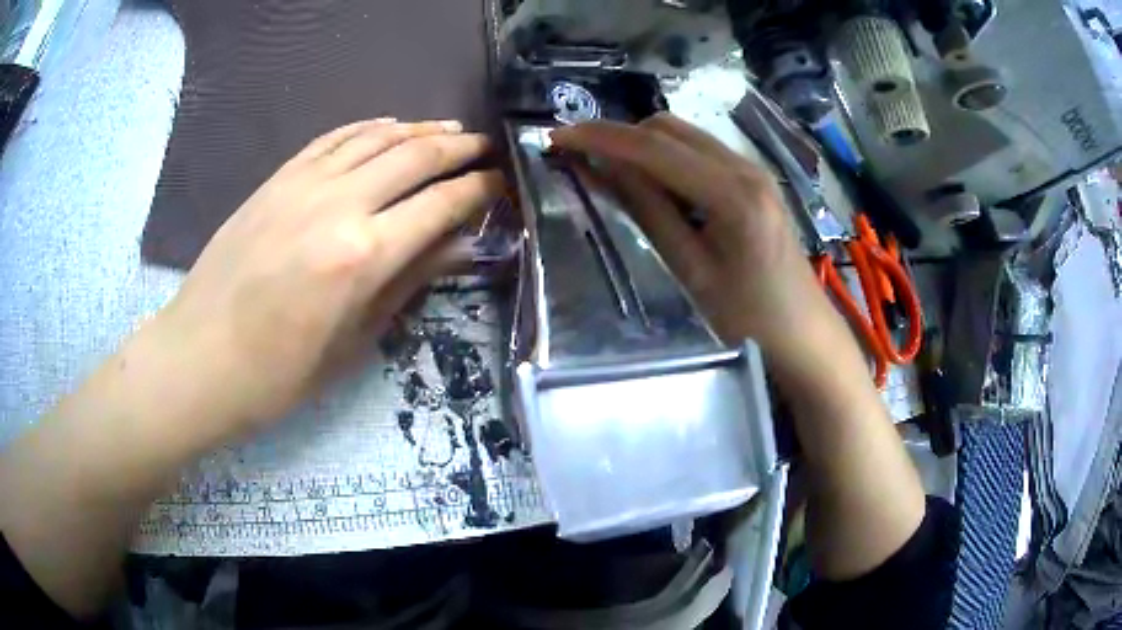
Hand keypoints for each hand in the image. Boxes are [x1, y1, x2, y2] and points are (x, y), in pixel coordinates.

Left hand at [150, 119, 501, 435]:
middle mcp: (338, 204)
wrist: (200, 358)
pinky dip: (366, 127)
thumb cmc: (279, 373)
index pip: (440, 204)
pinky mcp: (276, 180)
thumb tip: (456, 247)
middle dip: (459, 148)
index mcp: (363, 255)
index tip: (501, 182)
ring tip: (447, 128)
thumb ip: (407, 283)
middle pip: (414, 156)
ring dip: (418, 129)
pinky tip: (387, 125)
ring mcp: (302, 184)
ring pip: (375, 137)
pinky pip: (332, 139)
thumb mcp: (353, 342)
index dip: (478, 189)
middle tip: (485, 147)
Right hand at [551, 113, 835, 365]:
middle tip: (582, 159)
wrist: (805, 335)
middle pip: (669, 128)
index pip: (653, 147)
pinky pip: (702, 152)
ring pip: (685, 135)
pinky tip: (653, 184)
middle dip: (621, 135)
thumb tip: (600, 168)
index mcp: (732, 192)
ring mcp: (754, 170)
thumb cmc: (748, 319)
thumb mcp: (690, 269)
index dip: (601, 137)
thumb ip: (647, 211)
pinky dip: (669, 157)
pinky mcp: (756, 180)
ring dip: (643, 145)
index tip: (557, 137)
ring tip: (609, 171)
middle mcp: (745, 166)